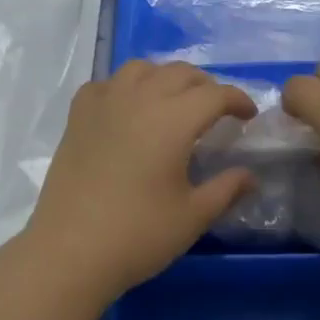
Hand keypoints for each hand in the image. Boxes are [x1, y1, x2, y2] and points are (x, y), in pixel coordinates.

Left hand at [26, 61, 256, 300]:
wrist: (69, 251)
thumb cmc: (137, 235)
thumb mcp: (192, 217)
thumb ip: (226, 189)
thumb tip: (250, 175)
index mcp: (173, 119)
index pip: (215, 94)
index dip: (238, 99)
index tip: (248, 115)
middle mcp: (140, 98)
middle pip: (181, 73)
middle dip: (206, 86)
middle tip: (215, 111)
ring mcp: (105, 102)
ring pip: (142, 68)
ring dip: (165, 78)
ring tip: (172, 102)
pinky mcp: (78, 115)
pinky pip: (107, 83)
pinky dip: (125, 88)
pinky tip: (127, 110)